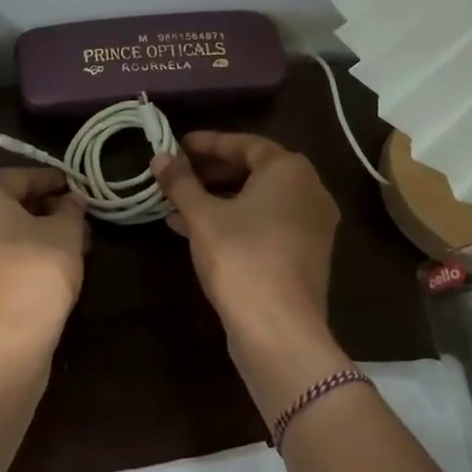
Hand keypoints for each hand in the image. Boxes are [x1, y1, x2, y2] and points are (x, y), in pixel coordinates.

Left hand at [0, 168, 86, 352]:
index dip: (56, 183)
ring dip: (31, 234)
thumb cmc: (32, 270)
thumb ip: (70, 209)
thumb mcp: (65, 233)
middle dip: (43, 210)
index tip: (80, 190)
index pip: (23, 176)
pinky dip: (13, 256)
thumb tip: (72, 199)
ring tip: (68, 246)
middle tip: (77, 220)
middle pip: (5, 203)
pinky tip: (44, 267)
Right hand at [151, 132, 339, 366]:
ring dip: (219, 198)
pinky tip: (196, 230)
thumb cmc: (240, 257)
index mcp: (290, 171)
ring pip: (258, 201)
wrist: (278, 329)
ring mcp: (311, 225)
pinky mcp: (304, 254)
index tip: (178, 144)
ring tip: (178, 203)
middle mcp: (309, 191)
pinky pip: (265, 224)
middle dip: (212, 172)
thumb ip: (181, 182)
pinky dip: (234, 221)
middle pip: (255, 171)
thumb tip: (160, 157)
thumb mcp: (202, 216)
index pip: (245, 143)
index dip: (208, 143)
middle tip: (178, 174)